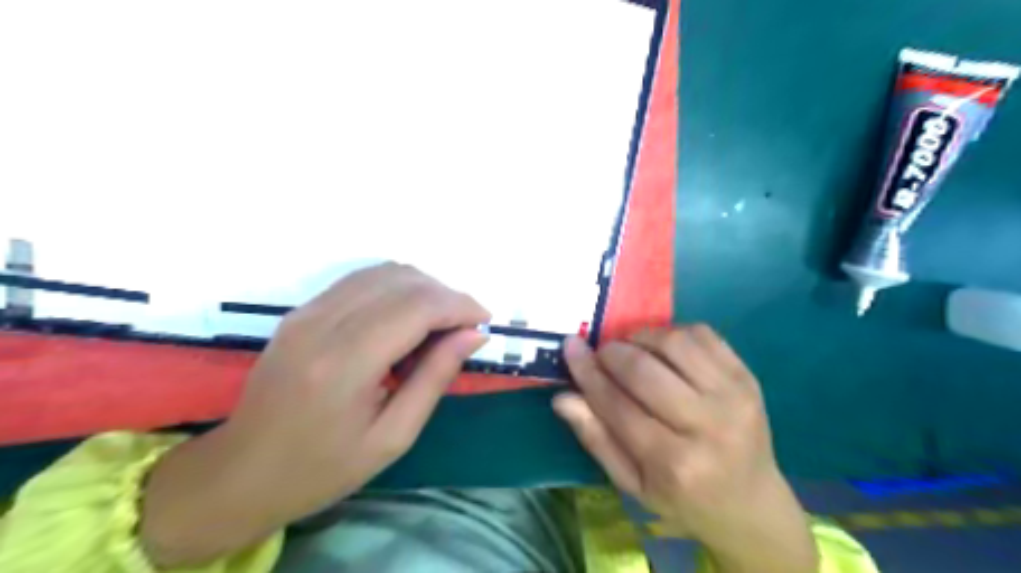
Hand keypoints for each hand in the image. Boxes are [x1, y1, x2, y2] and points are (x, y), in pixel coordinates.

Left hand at [140, 264, 489, 567]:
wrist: (241, 472)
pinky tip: (405, 319)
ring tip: (439, 323)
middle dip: (446, 295)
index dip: (460, 305)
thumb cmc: (323, 468)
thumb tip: (474, 335)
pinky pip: (361, 280)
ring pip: (383, 272)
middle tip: (465, 327)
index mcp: (345, 364)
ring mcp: (307, 312)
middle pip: (403, 280)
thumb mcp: (393, 436)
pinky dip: (396, 289)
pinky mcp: (301, 310)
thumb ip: (435, 377)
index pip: (417, 306)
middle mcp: (323, 324)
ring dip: (422, 288)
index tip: (484, 321)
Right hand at [555, 327, 819, 572]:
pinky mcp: (747, 377)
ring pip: (674, 342)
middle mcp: (707, 425)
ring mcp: (733, 397)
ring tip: (631, 349)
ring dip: (642, 337)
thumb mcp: (631, 483)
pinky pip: (702, 334)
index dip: (587, 372)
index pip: (617, 404)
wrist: (750, 503)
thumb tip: (562, 397)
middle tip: (602, 354)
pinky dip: (673, 332)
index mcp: (673, 462)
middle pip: (644, 370)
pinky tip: (662, 348)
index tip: (571, 347)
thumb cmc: (682, 498)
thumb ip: (596, 438)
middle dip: (612, 353)